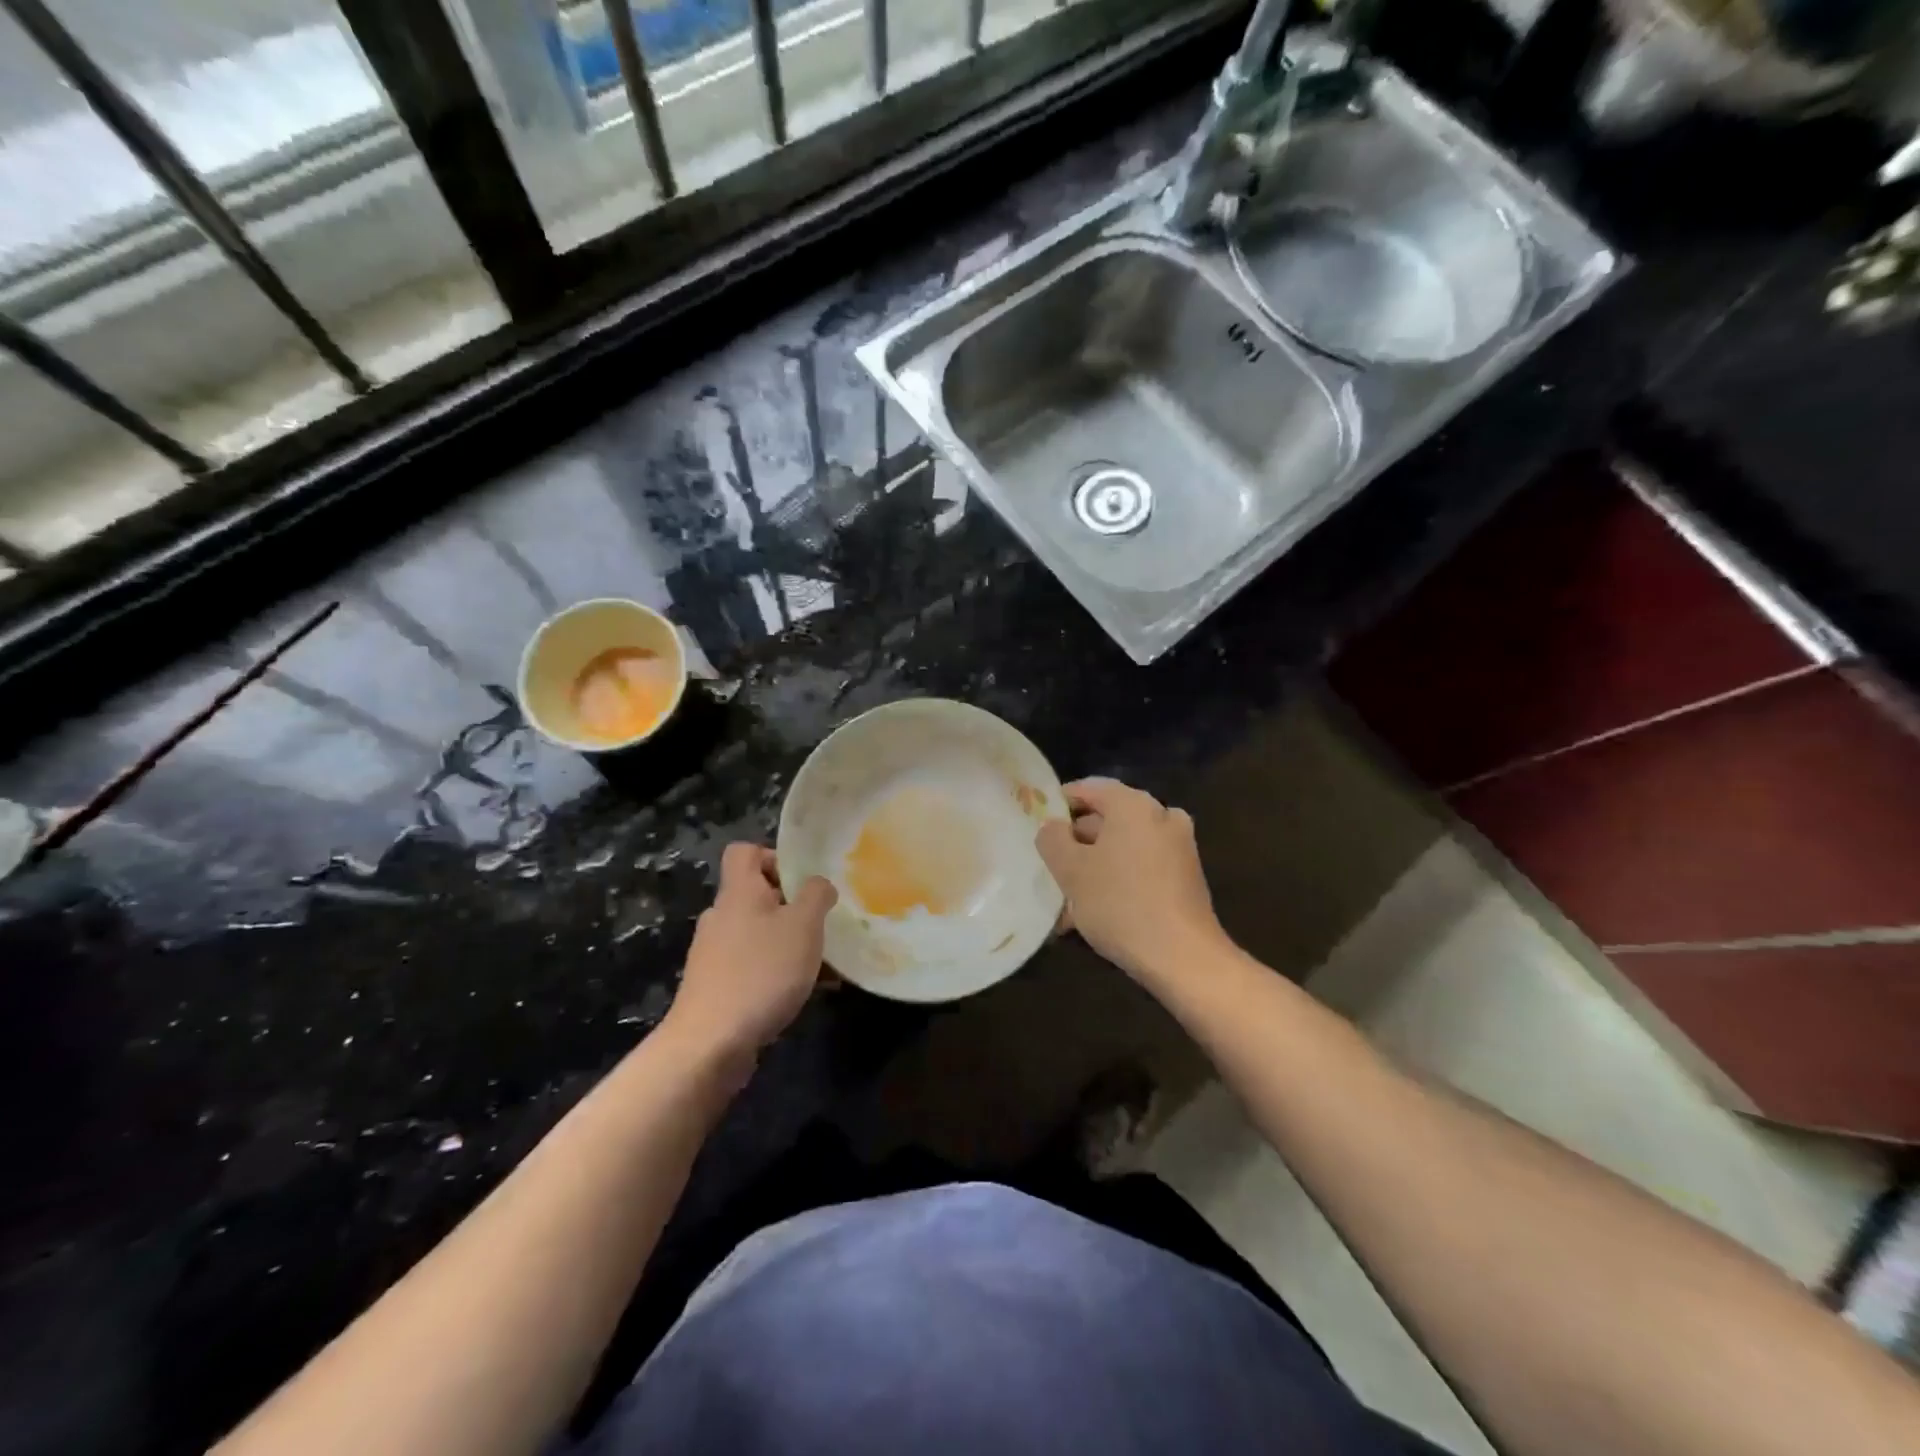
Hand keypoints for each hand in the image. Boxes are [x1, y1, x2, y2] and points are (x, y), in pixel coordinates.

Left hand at [665, 844, 836, 1061]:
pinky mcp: (715, 987)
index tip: (802, 881)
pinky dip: (778, 973)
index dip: (773, 856)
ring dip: (789, 943)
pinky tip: (807, 993)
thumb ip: (816, 895)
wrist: (709, 1044)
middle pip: (755, 895)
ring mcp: (713, 954)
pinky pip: (753, 966)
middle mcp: (720, 916)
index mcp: (738, 892)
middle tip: (821, 925)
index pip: (744, 852)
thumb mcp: (804, 926)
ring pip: (758, 934)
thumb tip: (818, 884)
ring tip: (823, 965)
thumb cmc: (761, 972)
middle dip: (791, 907)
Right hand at [1036, 778, 1228, 984]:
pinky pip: (1141, 868)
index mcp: (1134, 804)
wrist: (1183, 957)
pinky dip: (1117, 881)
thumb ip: (1052, 839)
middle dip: (1076, 845)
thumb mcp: (1071, 871)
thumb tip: (1053, 827)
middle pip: (1107, 820)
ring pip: (1122, 848)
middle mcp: (1161, 816)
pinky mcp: (1185, 876)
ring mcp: (1178, 847)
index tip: (1038, 825)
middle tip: (1050, 869)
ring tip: (1066, 903)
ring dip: (1094, 869)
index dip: (1060, 803)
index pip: (1089, 788)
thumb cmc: (1120, 904)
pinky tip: (1093, 914)